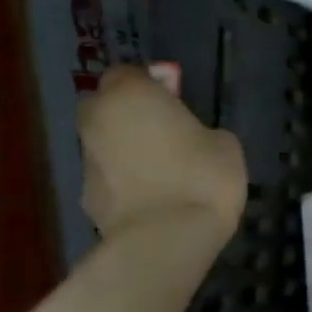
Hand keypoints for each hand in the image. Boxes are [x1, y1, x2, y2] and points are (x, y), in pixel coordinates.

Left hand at [78, 66, 245, 243]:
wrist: (166, 238)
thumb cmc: (203, 178)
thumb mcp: (225, 144)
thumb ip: (200, 130)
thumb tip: (190, 139)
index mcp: (131, 95)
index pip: (130, 73)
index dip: (153, 85)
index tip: (177, 100)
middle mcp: (99, 119)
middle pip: (107, 105)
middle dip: (130, 113)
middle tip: (166, 131)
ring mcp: (87, 158)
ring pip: (105, 141)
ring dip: (126, 148)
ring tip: (164, 169)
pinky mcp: (85, 195)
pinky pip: (109, 176)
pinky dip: (126, 180)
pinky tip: (154, 196)